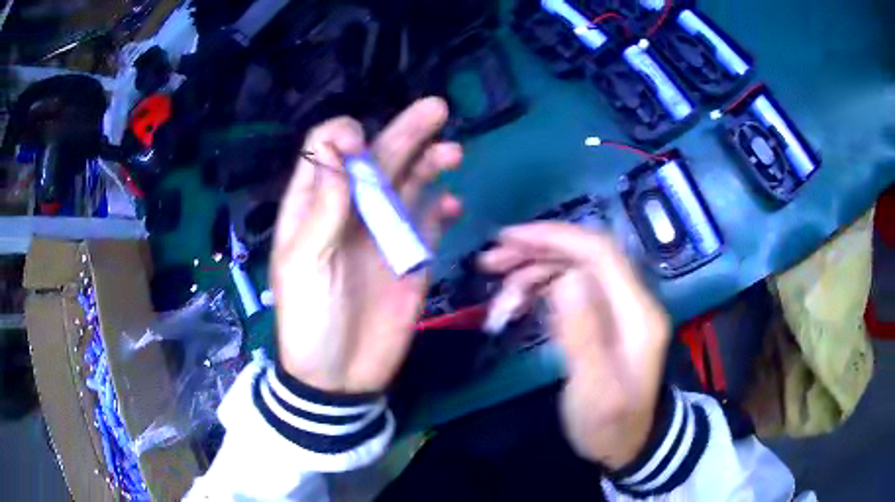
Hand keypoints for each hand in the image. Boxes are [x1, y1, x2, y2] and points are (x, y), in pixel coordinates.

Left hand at [271, 98, 462, 393]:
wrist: (340, 376)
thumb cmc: (311, 321)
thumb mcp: (303, 264)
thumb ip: (323, 207)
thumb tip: (340, 147)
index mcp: (315, 207)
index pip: (328, 152)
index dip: (345, 138)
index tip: (360, 141)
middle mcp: (351, 210)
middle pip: (378, 160)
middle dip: (405, 132)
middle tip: (436, 110)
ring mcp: (384, 233)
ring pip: (408, 184)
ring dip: (429, 163)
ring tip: (452, 150)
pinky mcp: (411, 257)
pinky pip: (429, 222)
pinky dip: (440, 208)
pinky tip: (451, 202)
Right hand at [480, 222, 669, 468]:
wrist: (628, 445)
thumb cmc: (610, 425)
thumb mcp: (595, 391)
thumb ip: (584, 336)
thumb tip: (567, 278)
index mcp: (637, 313)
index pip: (600, 253)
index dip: (555, 237)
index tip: (509, 239)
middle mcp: (631, 301)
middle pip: (584, 255)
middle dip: (536, 251)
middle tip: (489, 262)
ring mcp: (618, 308)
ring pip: (573, 269)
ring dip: (532, 272)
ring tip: (497, 294)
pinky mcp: (604, 317)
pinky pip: (570, 289)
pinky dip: (539, 290)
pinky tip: (516, 305)